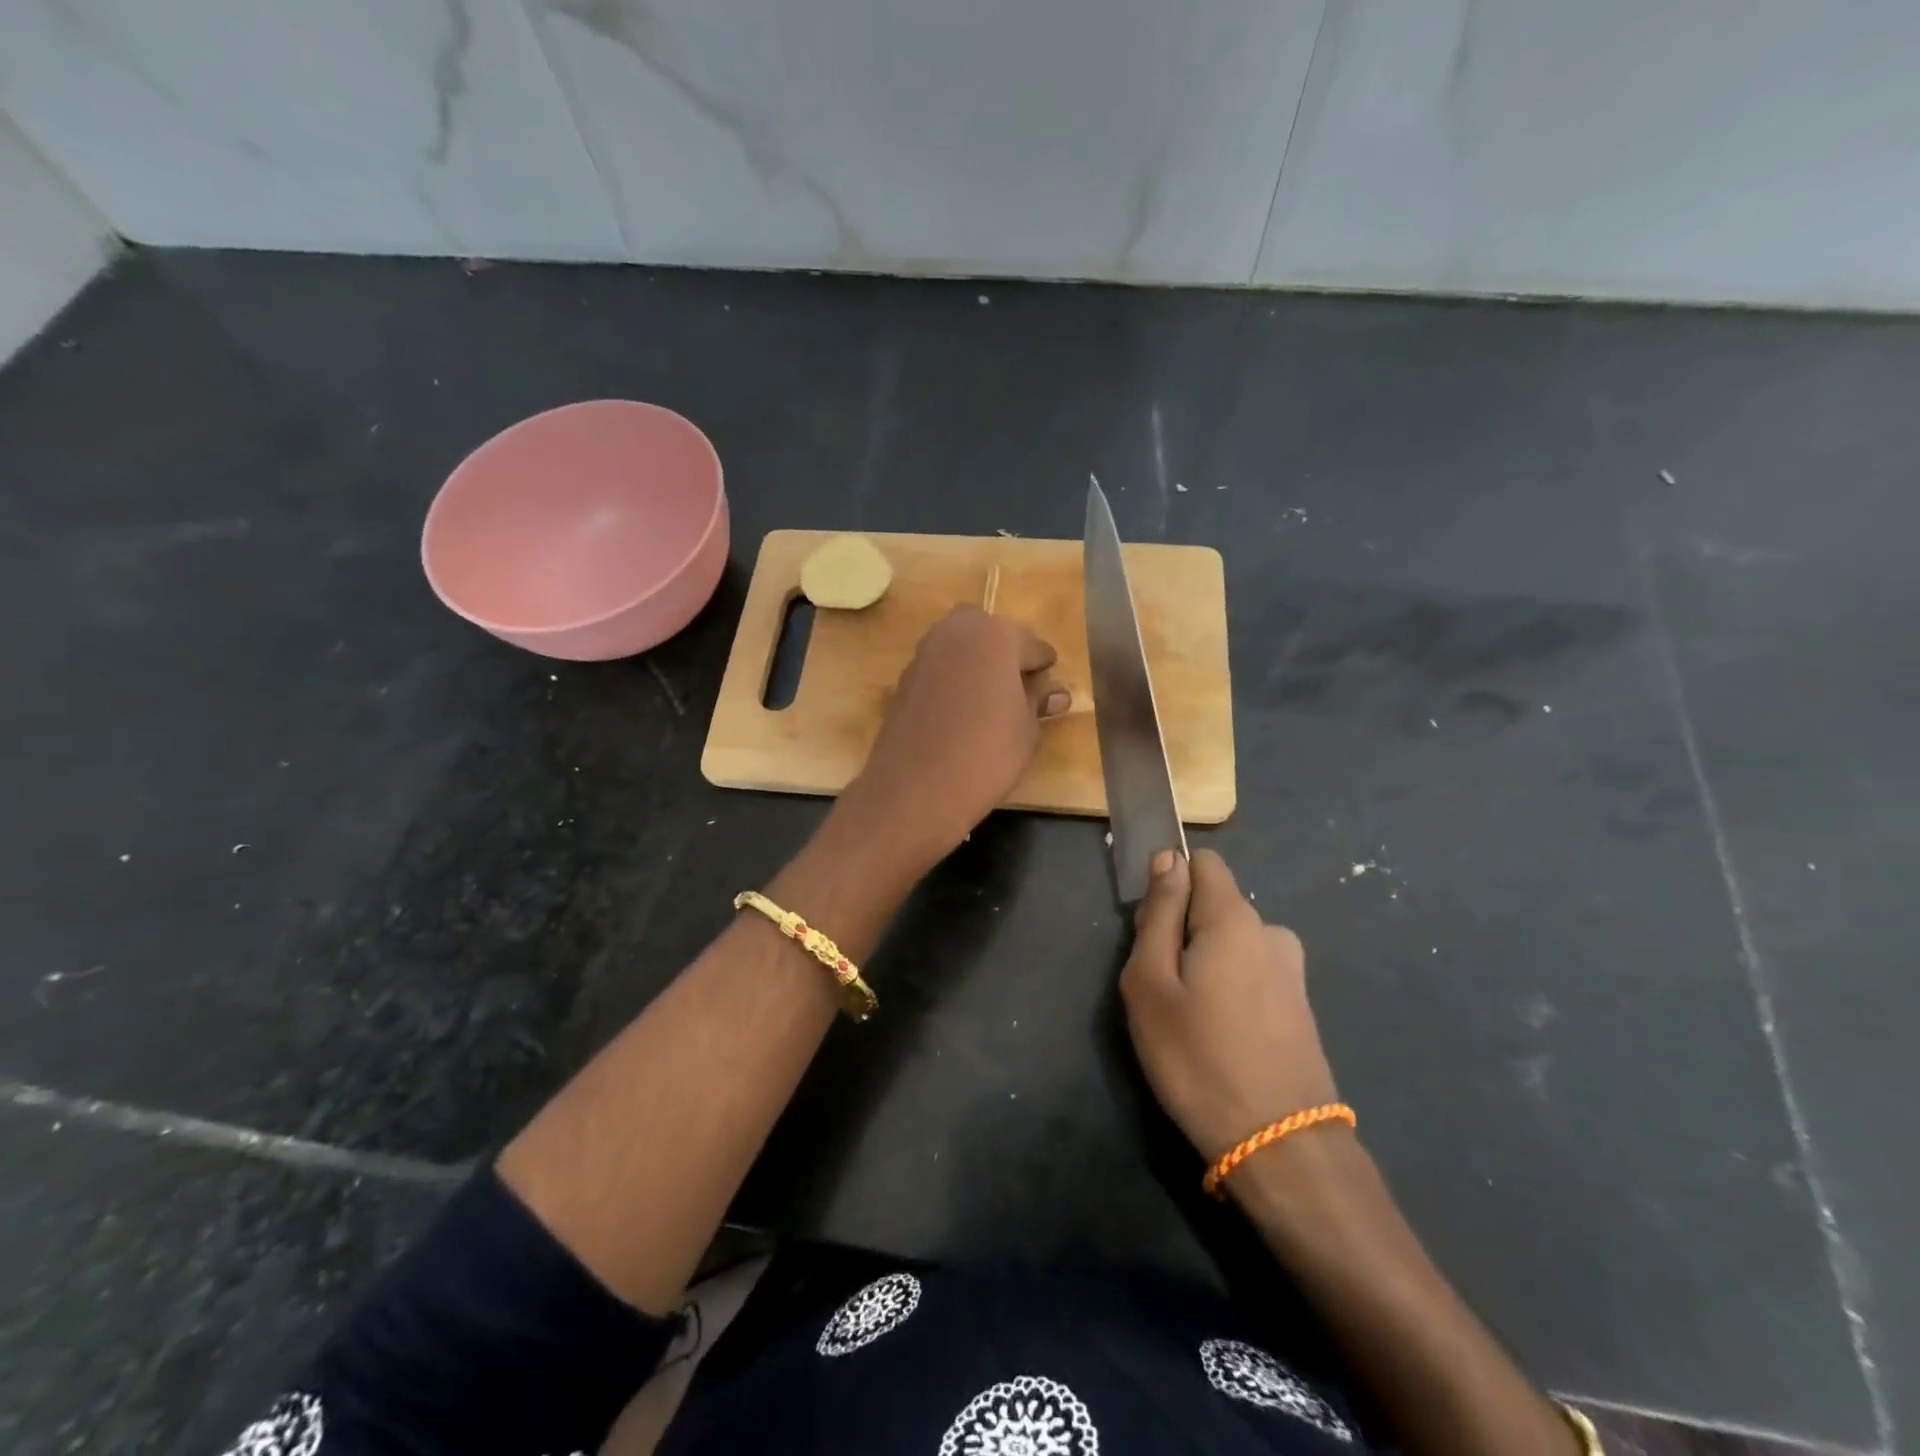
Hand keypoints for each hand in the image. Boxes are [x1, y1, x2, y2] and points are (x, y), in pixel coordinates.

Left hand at [837, 606, 1068, 869]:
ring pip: (959, 645)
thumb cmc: (986, 756)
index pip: (1032, 645)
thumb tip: (1055, 694)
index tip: (1049, 681)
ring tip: (990, 698)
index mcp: (996, 636)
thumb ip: (1038, 703)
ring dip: (975, 662)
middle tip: (1017, 685)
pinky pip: (938, 668)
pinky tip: (960, 710)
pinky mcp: (903, 678)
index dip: (1043, 666)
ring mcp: (924, 653)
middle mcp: (957, 632)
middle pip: (989, 632)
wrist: (915, 788)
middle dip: (1004, 651)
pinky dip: (951, 679)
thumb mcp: (1026, 732)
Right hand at [1120, 849, 1339, 1164]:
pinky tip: (1220, 1035)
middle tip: (1161, 987)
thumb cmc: (1198, 1058)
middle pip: (1214, 904)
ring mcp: (1291, 970)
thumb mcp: (1151, 983)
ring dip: (1205, 962)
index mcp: (1234, 918)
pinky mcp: (1300, 1006)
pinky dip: (1229, 987)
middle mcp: (1270, 931)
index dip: (1170, 881)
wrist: (1281, 1147)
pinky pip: (1251, 972)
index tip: (1150, 927)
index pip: (1203, 862)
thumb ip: (1158, 915)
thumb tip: (1169, 859)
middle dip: (1182, 928)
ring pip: (1231, 942)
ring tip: (1188, 1017)